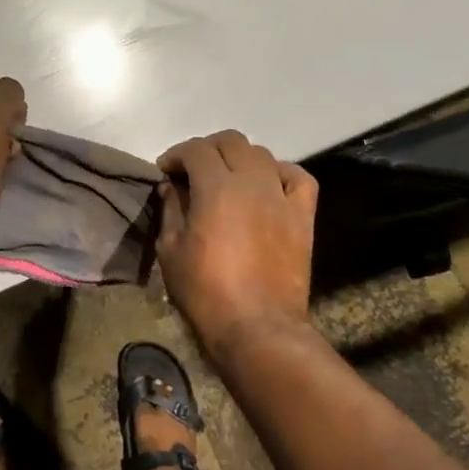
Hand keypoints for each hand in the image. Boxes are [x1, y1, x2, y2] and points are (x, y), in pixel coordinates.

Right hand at [156, 130, 317, 359]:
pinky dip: (280, 174)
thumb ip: (171, 210)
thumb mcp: (171, 251)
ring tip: (227, 179)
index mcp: (216, 188)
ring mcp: (281, 197)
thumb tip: (171, 187)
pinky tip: (268, 186)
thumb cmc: (206, 292)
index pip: (196, 150)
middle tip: (192, 170)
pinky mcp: (303, 216)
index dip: (176, 154)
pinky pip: (298, 178)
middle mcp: (252, 182)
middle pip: (231, 142)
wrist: (258, 328)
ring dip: (240, 159)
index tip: (165, 171)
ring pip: (262, 154)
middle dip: (207, 149)